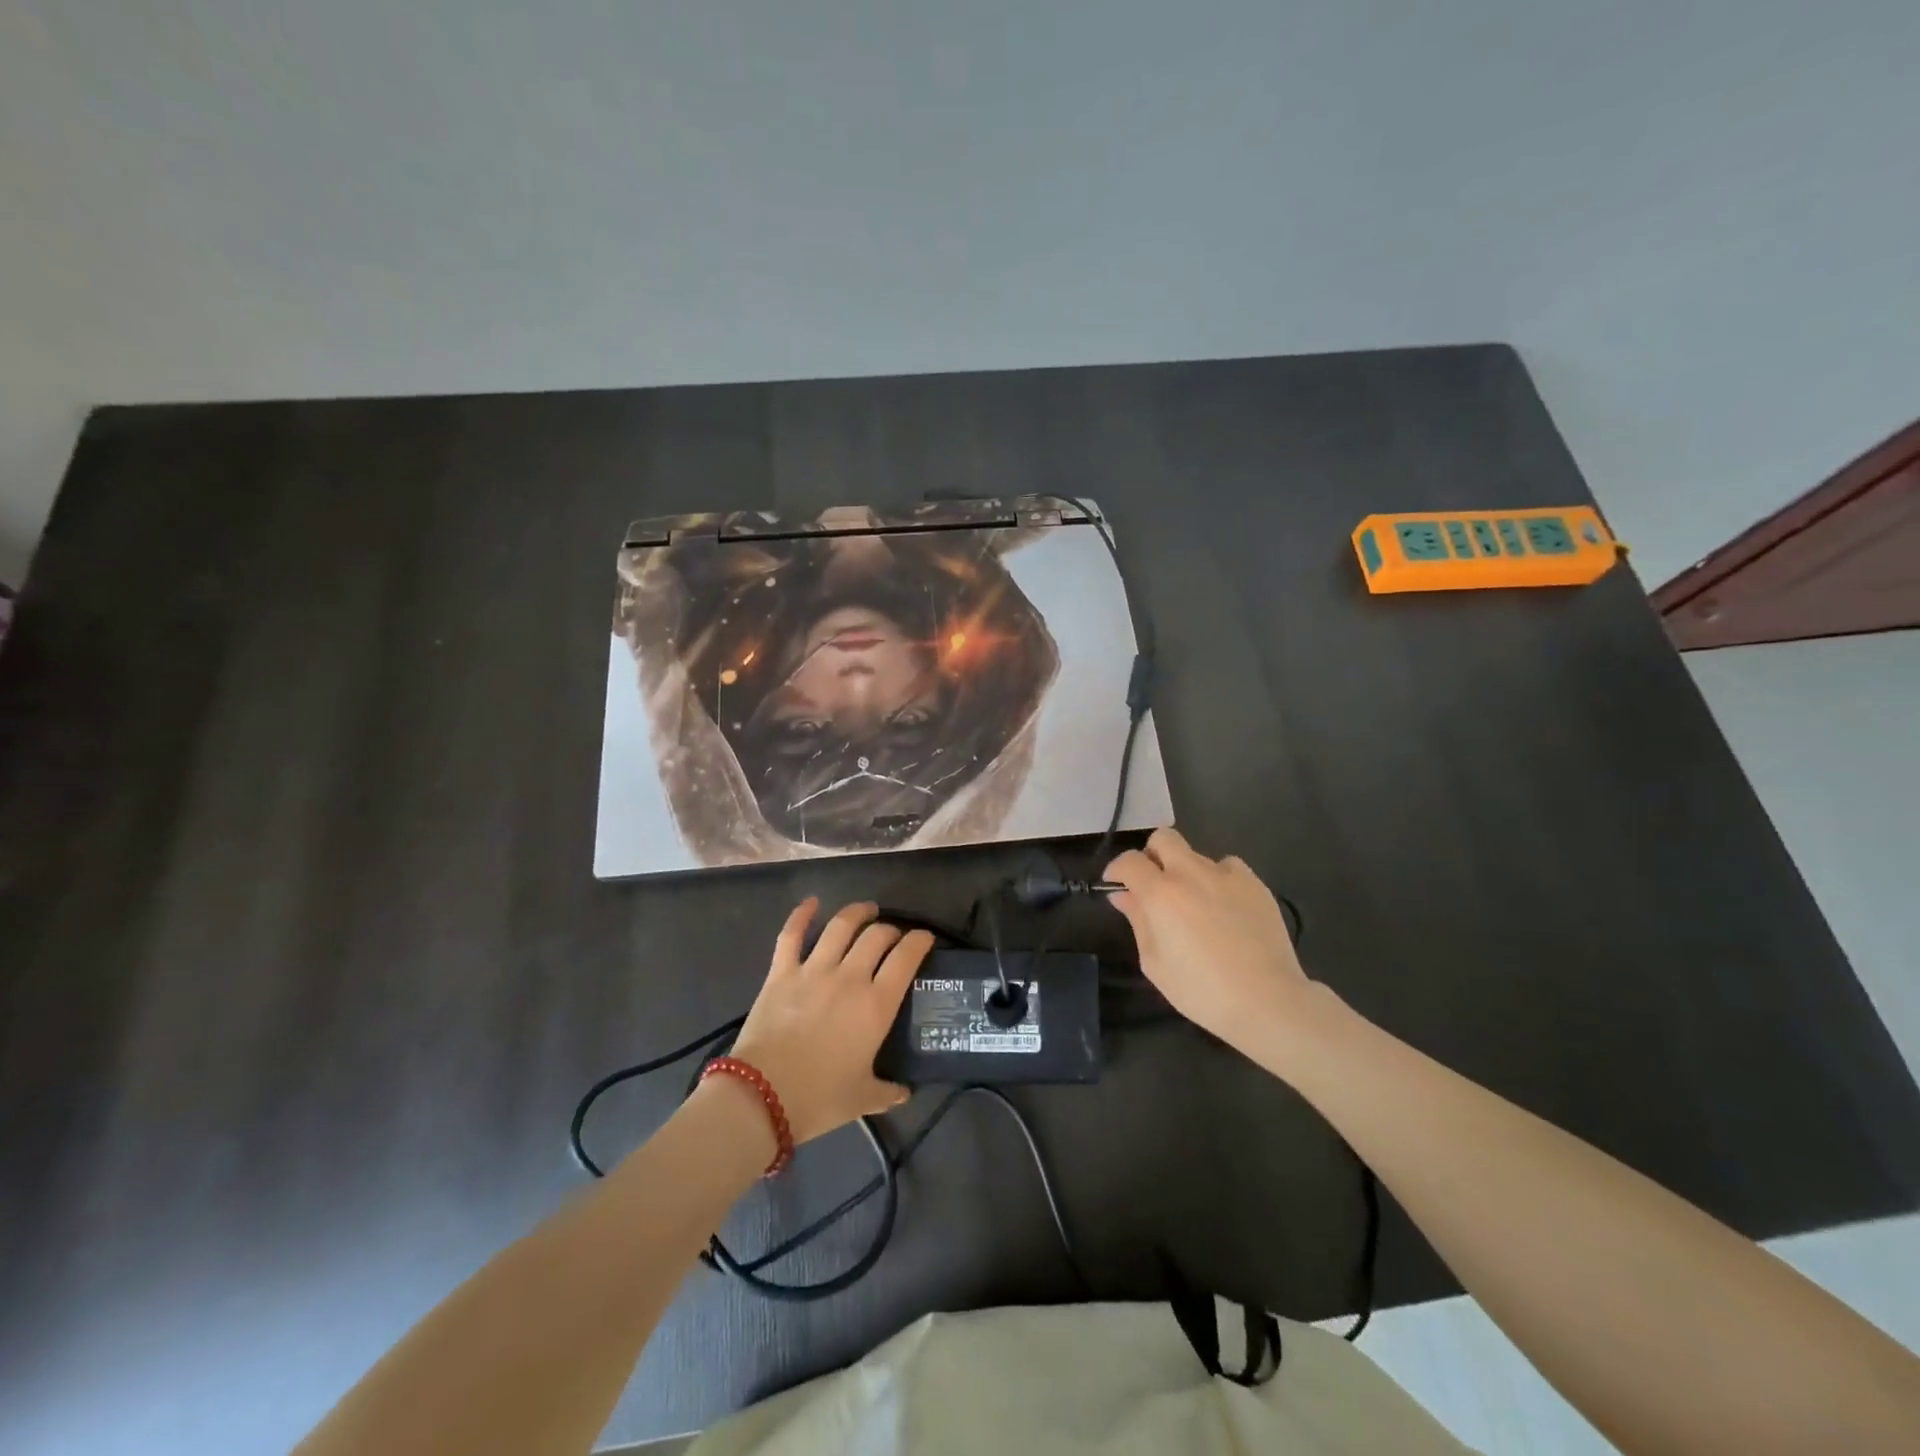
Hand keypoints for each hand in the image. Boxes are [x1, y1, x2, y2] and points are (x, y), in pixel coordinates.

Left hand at [730, 900, 933, 1144]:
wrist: (762, 1098)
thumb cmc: (819, 1099)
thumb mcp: (862, 1098)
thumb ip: (887, 1091)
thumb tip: (904, 1092)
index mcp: (876, 1005)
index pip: (906, 958)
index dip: (920, 941)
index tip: (925, 938)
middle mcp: (849, 978)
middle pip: (876, 936)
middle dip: (890, 930)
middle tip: (893, 935)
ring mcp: (813, 970)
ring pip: (840, 926)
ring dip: (857, 913)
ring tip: (866, 909)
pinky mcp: (781, 972)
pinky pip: (792, 935)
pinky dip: (801, 915)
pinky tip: (811, 902)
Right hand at [1105, 829, 1313, 1058]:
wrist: (1267, 1000)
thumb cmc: (1201, 990)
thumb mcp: (1154, 962)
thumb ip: (1137, 921)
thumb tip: (1123, 895)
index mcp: (1161, 893)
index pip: (1129, 861)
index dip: (1117, 870)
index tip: (1116, 885)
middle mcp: (1191, 873)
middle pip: (1163, 838)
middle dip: (1152, 855)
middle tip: (1154, 884)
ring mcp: (1226, 875)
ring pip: (1196, 855)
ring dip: (1187, 872)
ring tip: (1196, 904)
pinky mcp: (1254, 883)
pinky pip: (1228, 867)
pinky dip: (1219, 879)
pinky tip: (1224, 907)